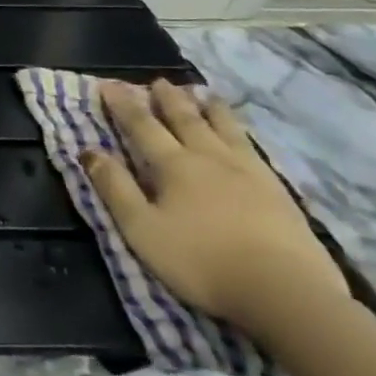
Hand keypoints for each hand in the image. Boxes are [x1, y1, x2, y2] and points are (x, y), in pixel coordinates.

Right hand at [88, 79, 347, 335]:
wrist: (286, 293)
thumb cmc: (201, 261)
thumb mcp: (141, 228)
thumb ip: (114, 187)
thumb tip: (89, 150)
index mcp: (173, 165)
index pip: (141, 126)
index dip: (123, 104)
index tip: (109, 85)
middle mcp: (210, 159)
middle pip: (186, 120)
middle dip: (168, 99)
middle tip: (159, 81)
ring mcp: (250, 174)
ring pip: (226, 130)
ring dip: (210, 109)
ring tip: (204, 94)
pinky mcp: (280, 194)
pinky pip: (254, 150)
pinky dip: (242, 134)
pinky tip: (243, 136)